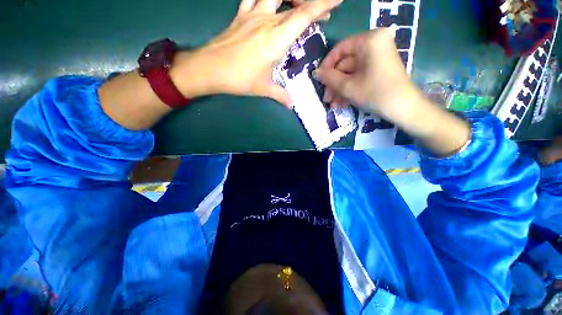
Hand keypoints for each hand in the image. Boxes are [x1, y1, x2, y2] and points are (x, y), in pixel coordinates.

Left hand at [174, 0, 342, 107]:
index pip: (304, 15)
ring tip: (300, 5)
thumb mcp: (264, 88)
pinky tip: (269, 2)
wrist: (209, 69)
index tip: (337, 0)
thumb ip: (280, 95)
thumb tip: (291, 105)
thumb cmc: (239, 79)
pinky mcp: (240, 15)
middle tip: (323, 16)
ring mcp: (252, 14)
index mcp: (276, 39)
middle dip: (313, 5)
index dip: (322, 4)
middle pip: (295, 2)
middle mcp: (267, 20)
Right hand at [314, 29, 470, 155]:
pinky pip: (359, 77)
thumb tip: (315, 72)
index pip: (340, 49)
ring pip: (351, 73)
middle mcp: (374, 44)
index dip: (327, 66)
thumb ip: (329, 78)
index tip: (319, 80)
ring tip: (332, 105)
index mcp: (369, 40)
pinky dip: (350, 89)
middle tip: (326, 99)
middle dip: (334, 84)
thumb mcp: (348, 87)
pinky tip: (341, 103)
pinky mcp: (378, 69)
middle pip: (345, 63)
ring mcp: (377, 57)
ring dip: (340, 90)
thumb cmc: (375, 93)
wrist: (403, 109)